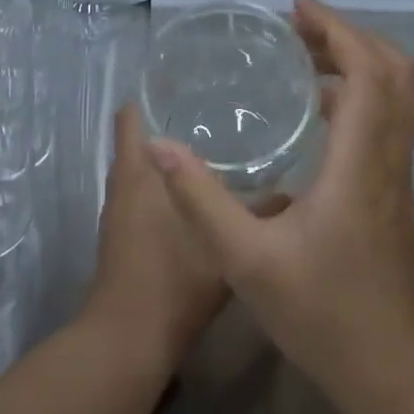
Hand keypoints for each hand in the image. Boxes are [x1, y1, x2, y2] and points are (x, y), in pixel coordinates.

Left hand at [83, 103, 235, 374]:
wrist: (132, 338)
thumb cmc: (175, 279)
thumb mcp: (228, 241)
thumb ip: (262, 212)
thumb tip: (294, 191)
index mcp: (139, 171)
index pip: (130, 113)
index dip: (151, 91)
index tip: (186, 76)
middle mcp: (123, 183)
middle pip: (137, 136)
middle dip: (169, 118)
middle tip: (216, 104)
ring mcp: (119, 211)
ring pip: (143, 167)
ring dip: (169, 153)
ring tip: (216, 139)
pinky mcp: (123, 236)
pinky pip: (144, 194)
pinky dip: (166, 183)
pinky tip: (203, 189)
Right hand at [144, 0, 413, 402]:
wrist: (387, 368)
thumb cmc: (319, 315)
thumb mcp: (244, 260)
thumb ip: (199, 199)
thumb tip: (158, 144)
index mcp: (359, 165)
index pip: (370, 73)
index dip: (337, 30)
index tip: (296, 10)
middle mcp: (388, 160)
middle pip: (394, 72)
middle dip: (349, 37)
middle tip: (297, 28)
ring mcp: (397, 177)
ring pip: (396, 96)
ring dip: (357, 62)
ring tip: (303, 55)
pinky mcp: (392, 192)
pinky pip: (386, 120)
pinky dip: (359, 93)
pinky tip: (316, 109)